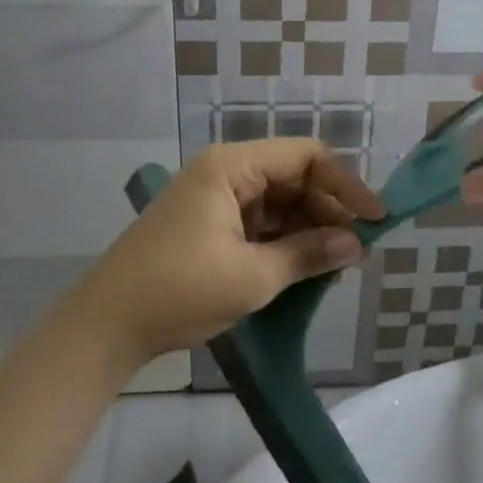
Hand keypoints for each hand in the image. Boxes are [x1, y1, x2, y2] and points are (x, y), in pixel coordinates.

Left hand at [73, 141, 383, 365]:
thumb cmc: (180, 290)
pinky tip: (305, 266)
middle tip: (358, 249)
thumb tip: (355, 245)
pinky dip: (284, 241)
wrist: (106, 326)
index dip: (346, 184)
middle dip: (328, 210)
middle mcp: (224, 172)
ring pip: (278, 201)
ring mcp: (214, 198)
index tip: (375, 219)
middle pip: (293, 177)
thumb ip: (308, 254)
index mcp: (232, 167)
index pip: (306, 156)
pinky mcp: (208, 225)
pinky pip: (259, 222)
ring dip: (309, 228)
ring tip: (337, 262)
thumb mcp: (253, 275)